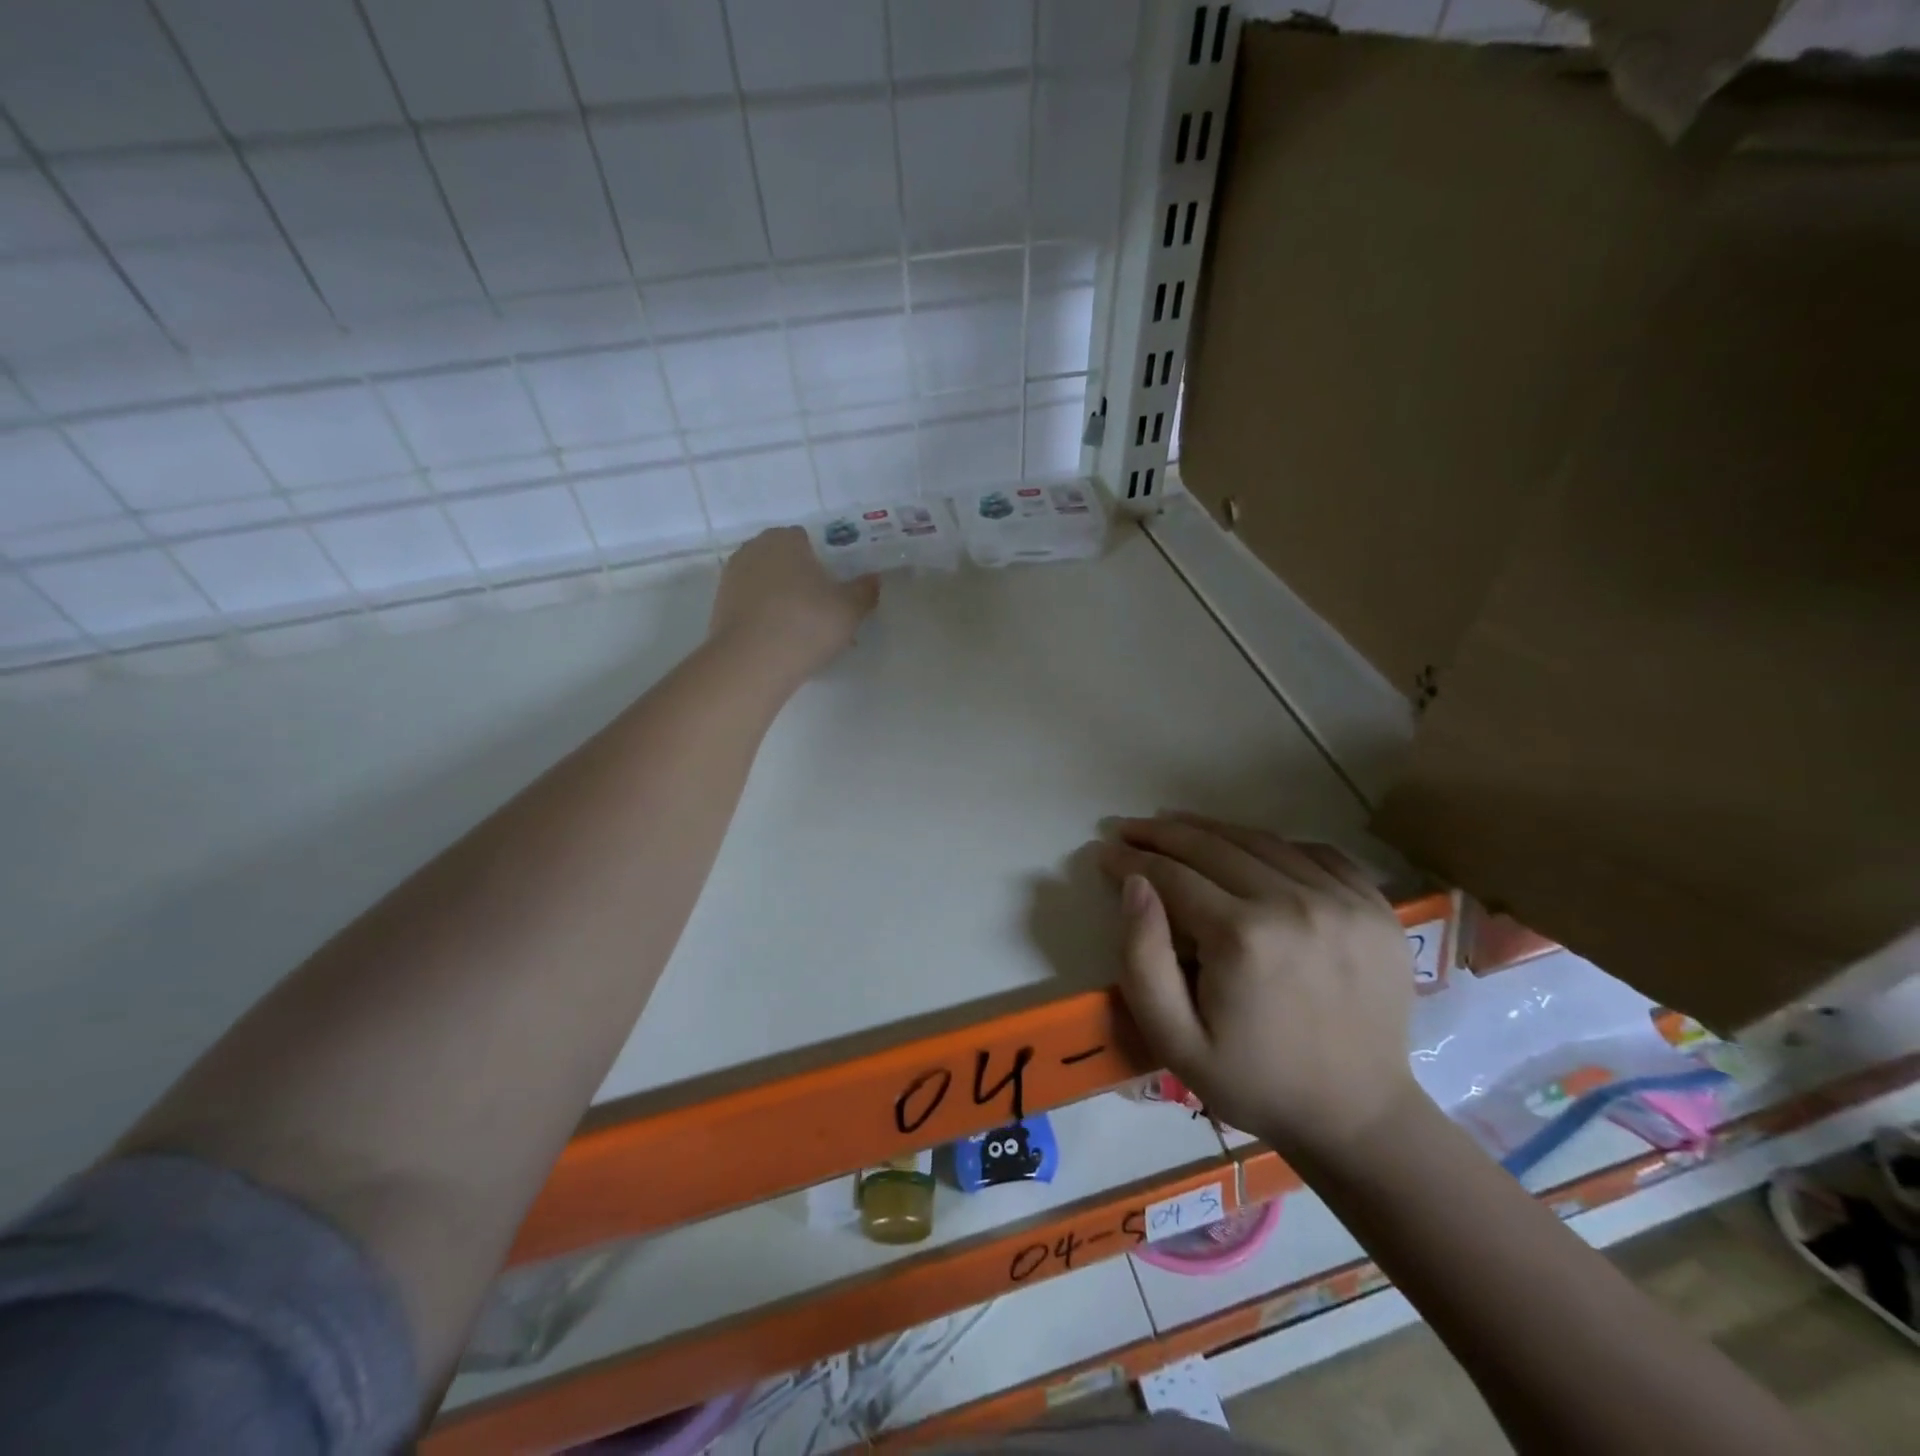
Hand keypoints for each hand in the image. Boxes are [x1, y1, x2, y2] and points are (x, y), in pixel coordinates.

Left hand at [708, 527, 878, 684]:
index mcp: (785, 539)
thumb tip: (873, 579)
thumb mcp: (850, 609)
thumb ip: (865, 590)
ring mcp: (732, 577)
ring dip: (783, 599)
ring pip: (767, 584)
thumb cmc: (807, 623)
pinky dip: (765, 617)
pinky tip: (781, 641)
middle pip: (785, 560)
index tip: (834, 587)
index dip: (823, 561)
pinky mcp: (720, 606)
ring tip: (803, 631)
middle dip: (801, 579)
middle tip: (822, 610)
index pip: (807, 540)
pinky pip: (752, 606)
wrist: (752, 662)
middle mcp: (754, 549)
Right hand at [1095, 814, 1417, 1157]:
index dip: (1131, 860)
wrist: (1359, 1116)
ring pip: (1262, 841)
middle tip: (1130, 828)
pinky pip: (1316, 853)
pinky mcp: (1375, 907)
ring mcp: (1343, 900)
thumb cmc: (1254, 1081)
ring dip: (1212, 829)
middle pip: (1213, 846)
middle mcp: (1294, 904)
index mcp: (1242, 937)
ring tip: (1176, 826)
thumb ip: (1142, 958)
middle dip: (1162, 833)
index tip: (1104, 852)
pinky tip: (1248, 850)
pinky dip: (1274, 843)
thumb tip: (1134, 885)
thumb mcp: (1174, 1038)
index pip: (1173, 876)